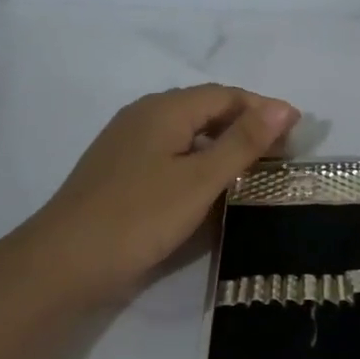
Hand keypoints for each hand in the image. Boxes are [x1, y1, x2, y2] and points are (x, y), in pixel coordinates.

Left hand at [23, 84, 298, 309]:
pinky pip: (170, 150)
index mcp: (165, 109)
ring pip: (187, 131)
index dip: (263, 108)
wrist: (62, 263)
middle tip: (280, 151)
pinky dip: (198, 158)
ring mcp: (127, 142)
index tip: (297, 131)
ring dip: (223, 142)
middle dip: (246, 123)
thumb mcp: (200, 180)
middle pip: (205, 108)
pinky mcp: (119, 169)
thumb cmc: (138, 217)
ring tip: (252, 166)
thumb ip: (243, 142)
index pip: (226, 95)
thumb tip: (284, 107)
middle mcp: (144, 115)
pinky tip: (208, 182)